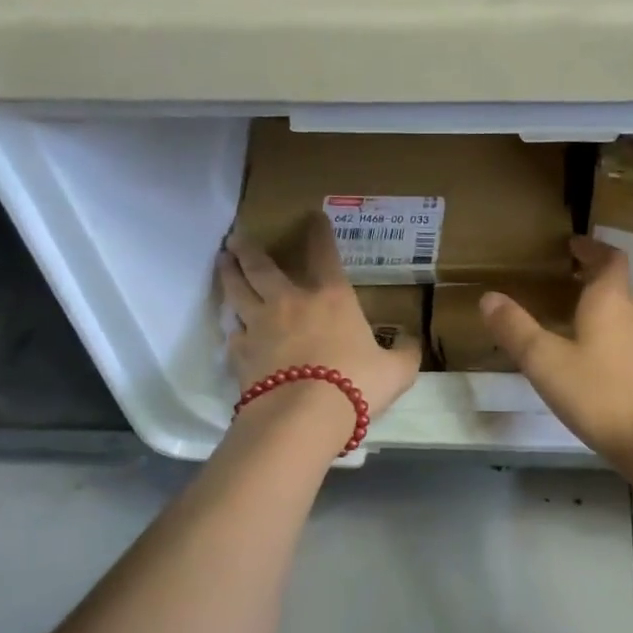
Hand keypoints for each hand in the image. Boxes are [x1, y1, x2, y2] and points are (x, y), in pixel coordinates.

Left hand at [219, 213, 422, 420]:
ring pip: (237, 291)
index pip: (325, 255)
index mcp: (331, 298)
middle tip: (237, 236)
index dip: (320, 233)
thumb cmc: (356, 385)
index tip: (313, 215)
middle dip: (250, 249)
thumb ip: (405, 353)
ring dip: (228, 274)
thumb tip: (410, 340)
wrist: (303, 417)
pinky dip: (231, 327)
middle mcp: (291, 303)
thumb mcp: (397, 371)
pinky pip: (232, 333)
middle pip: (263, 267)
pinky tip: (230, 327)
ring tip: (222, 261)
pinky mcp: (240, 353)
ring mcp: (260, 326)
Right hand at [480, 236, 632, 466]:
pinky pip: (627, 344)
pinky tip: (591, 364)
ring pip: (622, 317)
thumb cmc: (599, 394)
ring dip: (599, 310)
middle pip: (616, 287)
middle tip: (563, 280)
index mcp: (610, 302)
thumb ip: (516, 329)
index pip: (609, 259)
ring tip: (571, 321)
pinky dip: (608, 339)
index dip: (592, 248)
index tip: (573, 244)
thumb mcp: (545, 361)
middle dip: (591, 279)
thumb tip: (488, 297)